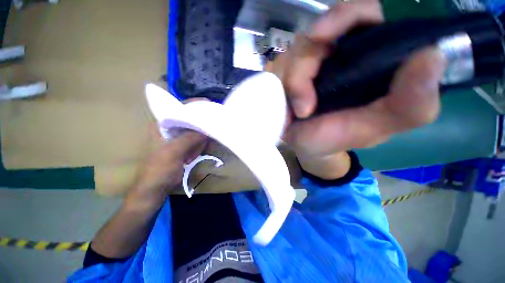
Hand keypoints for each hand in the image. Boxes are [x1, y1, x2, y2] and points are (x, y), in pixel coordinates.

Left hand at [126, 125, 206, 208]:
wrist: (155, 189)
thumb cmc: (160, 169)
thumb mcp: (174, 151)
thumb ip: (191, 138)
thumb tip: (208, 128)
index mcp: (161, 125)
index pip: (181, 113)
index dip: (195, 117)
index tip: (206, 122)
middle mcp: (168, 129)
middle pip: (191, 125)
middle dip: (197, 137)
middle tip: (195, 149)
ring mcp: (175, 139)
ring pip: (195, 134)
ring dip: (197, 145)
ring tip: (190, 157)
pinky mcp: (181, 147)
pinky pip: (194, 143)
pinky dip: (196, 150)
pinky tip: (190, 158)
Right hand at [266, 0, 445, 175]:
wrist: (308, 147)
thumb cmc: (339, 137)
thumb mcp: (376, 127)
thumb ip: (410, 104)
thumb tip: (431, 56)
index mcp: (371, 57)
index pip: (364, 14)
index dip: (346, 14)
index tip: (325, 33)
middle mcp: (340, 53)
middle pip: (319, 29)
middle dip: (307, 59)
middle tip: (305, 97)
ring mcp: (310, 62)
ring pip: (294, 51)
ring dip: (293, 80)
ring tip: (301, 110)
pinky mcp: (288, 74)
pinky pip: (277, 66)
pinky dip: (280, 83)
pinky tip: (287, 104)